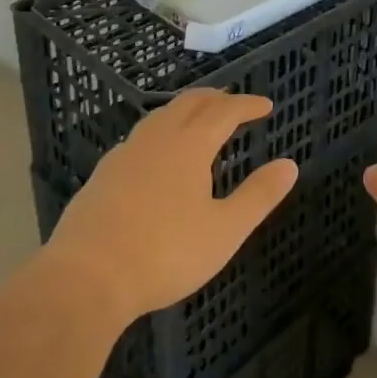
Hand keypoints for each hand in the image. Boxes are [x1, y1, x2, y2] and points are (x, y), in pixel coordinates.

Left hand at [44, 91, 297, 327]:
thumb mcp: (224, 231)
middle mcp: (157, 139)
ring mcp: (125, 155)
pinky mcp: (102, 175)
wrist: (86, 279)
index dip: (247, 105)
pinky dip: (160, 132)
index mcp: (189, 146)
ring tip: (197, 120)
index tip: (266, 106)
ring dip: (185, 110)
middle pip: (189, 103)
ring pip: (160, 116)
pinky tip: (156, 155)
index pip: (224, 112)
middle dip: (215, 98)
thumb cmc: (165, 254)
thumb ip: (258, 196)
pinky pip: (139, 138)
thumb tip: (289, 165)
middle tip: (233, 102)